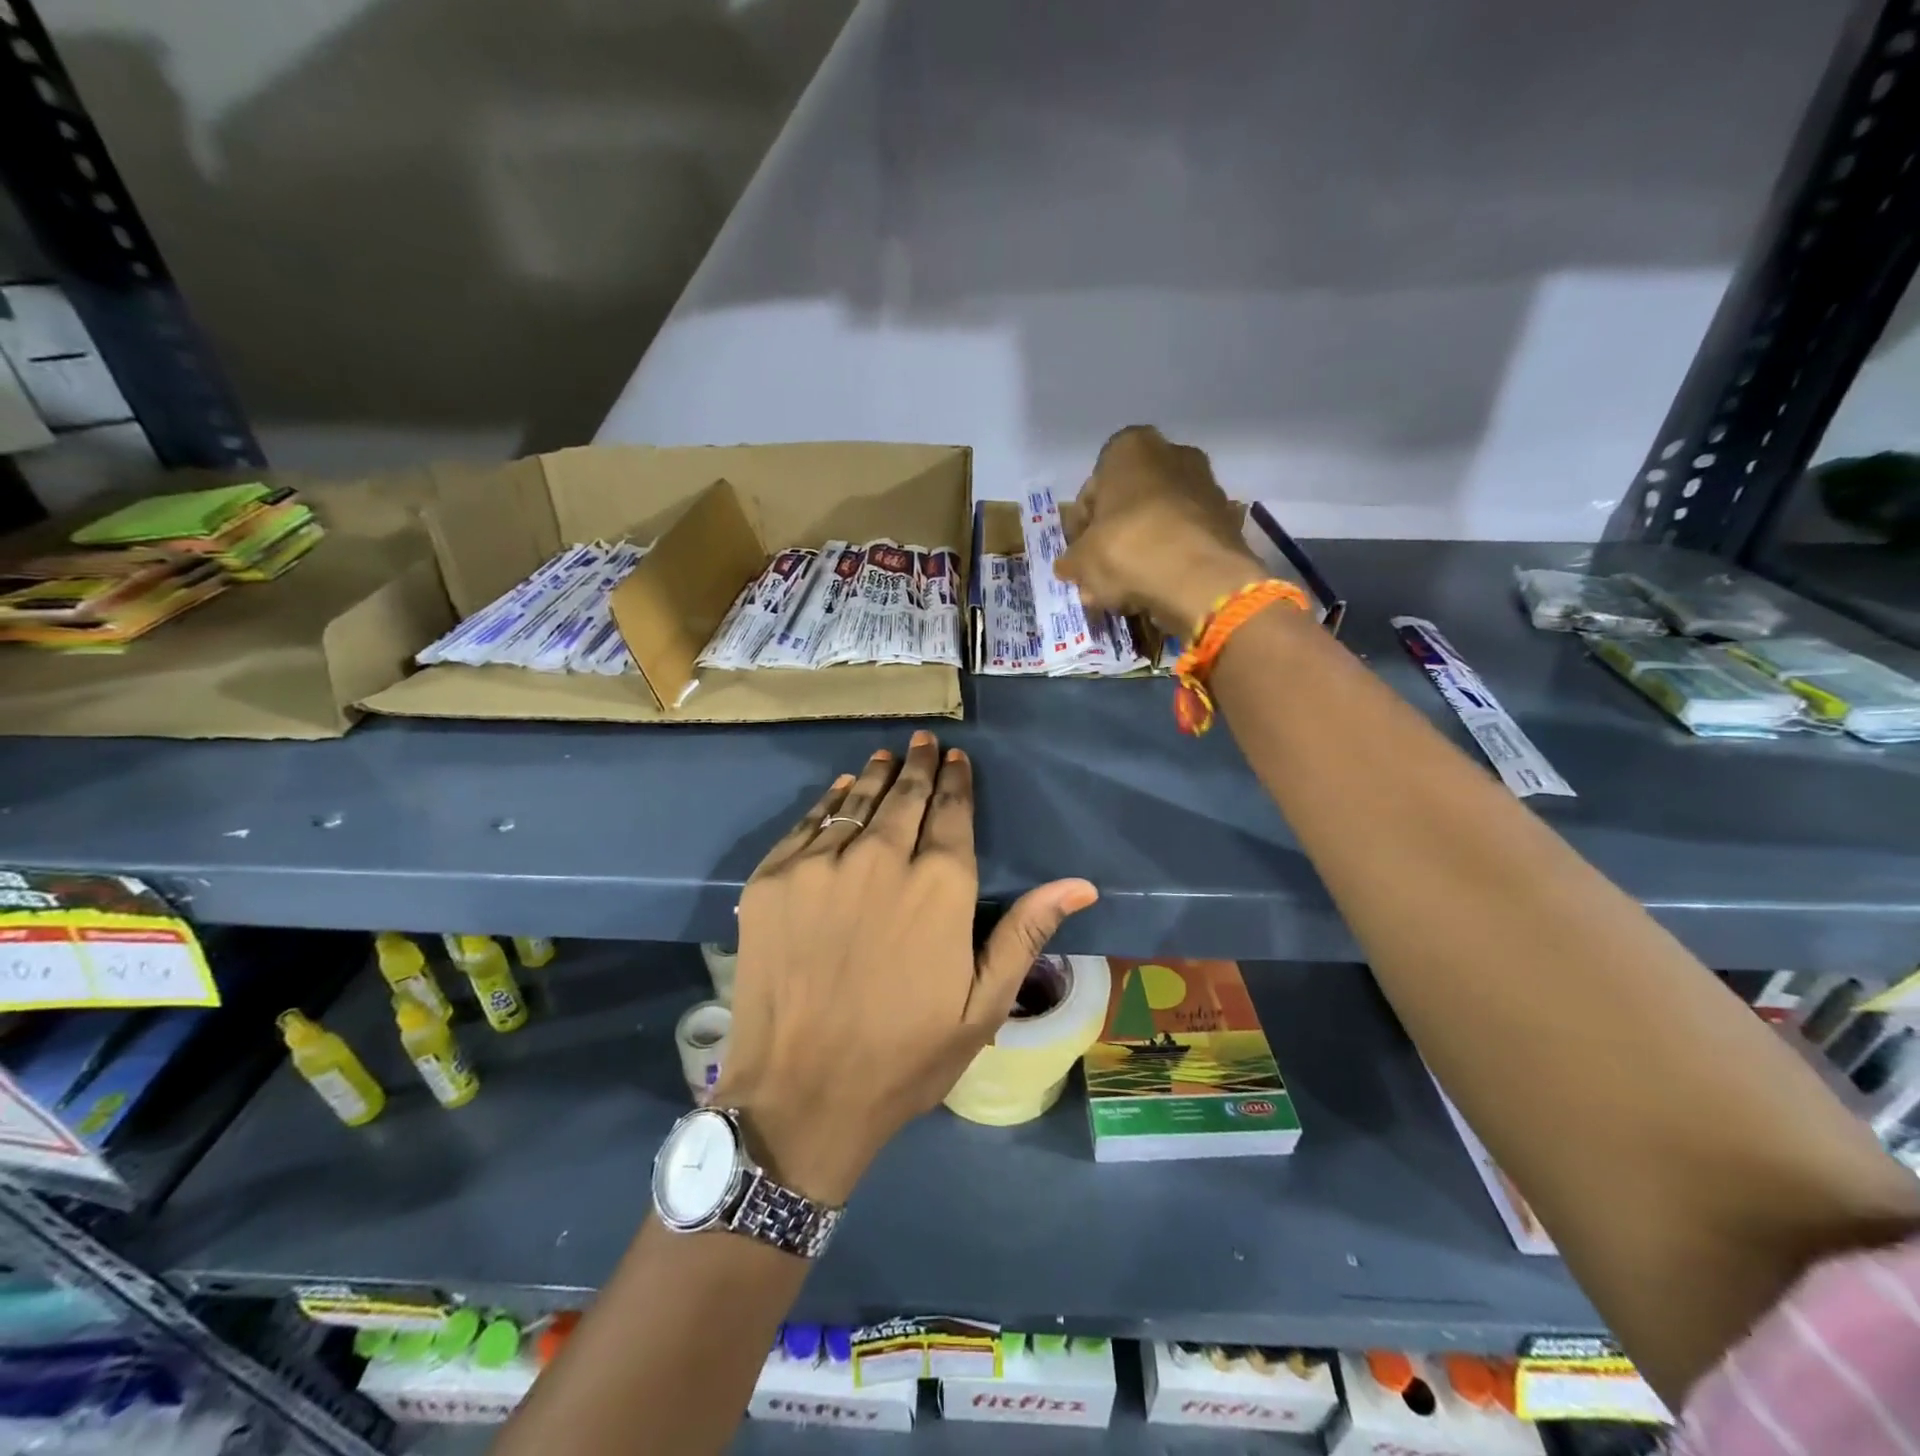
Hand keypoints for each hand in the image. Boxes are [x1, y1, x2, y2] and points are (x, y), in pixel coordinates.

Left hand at [713, 732, 1096, 1204]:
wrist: (798, 1095)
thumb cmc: (902, 1058)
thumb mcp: (981, 1007)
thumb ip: (1025, 933)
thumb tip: (1080, 884)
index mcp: (939, 888)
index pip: (952, 814)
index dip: (956, 783)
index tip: (957, 760)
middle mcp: (880, 859)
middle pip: (904, 798)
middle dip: (919, 766)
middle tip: (925, 742)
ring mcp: (820, 866)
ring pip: (856, 803)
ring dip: (877, 776)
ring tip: (888, 755)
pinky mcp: (773, 880)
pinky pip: (807, 824)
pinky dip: (829, 802)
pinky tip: (841, 790)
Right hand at [1056, 425, 1267, 633]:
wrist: (1201, 578)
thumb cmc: (1128, 550)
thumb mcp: (1081, 560)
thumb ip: (1072, 560)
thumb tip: (1069, 566)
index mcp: (1129, 448)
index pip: (1093, 488)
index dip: (1081, 526)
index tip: (1078, 555)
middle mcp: (1172, 453)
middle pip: (1130, 501)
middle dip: (1114, 536)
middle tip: (1100, 572)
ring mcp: (1205, 484)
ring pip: (1159, 521)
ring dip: (1142, 550)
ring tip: (1126, 588)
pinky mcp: (1226, 519)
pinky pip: (1185, 539)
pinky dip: (1170, 560)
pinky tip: (1155, 589)